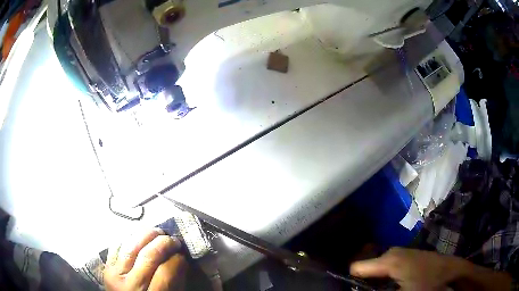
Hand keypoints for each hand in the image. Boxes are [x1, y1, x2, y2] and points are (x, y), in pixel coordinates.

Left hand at [104, 228, 187, 290]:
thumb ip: (175, 281)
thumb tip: (181, 258)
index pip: (165, 272)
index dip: (177, 259)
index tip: (183, 253)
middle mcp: (130, 285)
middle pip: (148, 256)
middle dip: (164, 243)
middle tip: (173, 239)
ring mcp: (115, 274)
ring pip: (130, 246)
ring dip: (146, 234)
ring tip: (158, 232)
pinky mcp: (106, 267)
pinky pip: (116, 246)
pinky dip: (129, 238)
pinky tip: (139, 236)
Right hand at [350, 247, 462, 290]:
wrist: (452, 271)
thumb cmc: (427, 284)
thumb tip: (359, 290)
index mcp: (389, 260)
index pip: (356, 268)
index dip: (353, 282)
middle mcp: (392, 252)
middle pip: (367, 268)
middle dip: (366, 281)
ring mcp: (401, 252)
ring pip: (378, 267)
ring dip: (376, 280)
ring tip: (383, 289)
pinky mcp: (408, 255)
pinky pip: (388, 266)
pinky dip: (386, 276)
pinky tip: (394, 284)